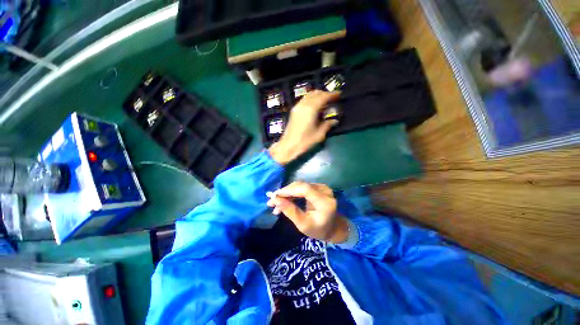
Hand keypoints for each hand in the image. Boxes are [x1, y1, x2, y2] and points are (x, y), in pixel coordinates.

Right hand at [266, 181, 349, 243]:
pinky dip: (292, 193)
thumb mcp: (303, 225)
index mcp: (324, 201)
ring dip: (287, 193)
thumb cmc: (319, 230)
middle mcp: (324, 191)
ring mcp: (322, 187)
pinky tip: (284, 199)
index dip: (288, 190)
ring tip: (275, 203)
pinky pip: (302, 187)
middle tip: (271, 201)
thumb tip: (275, 199)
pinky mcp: (318, 187)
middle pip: (301, 186)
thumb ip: (290, 211)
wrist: (333, 228)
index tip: (274, 196)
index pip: (304, 189)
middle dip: (284, 192)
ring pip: (300, 186)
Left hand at [268, 90, 339, 164]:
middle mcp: (303, 105)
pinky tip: (315, 106)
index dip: (332, 94)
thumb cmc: (304, 142)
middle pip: (315, 93)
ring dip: (318, 96)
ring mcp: (297, 107)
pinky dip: (311, 99)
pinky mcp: (294, 111)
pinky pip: (304, 100)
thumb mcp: (319, 135)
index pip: (323, 97)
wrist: (288, 146)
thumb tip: (334, 120)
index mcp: (311, 109)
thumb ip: (327, 125)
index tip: (339, 94)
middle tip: (333, 98)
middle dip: (325, 94)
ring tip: (325, 102)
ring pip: (309, 95)